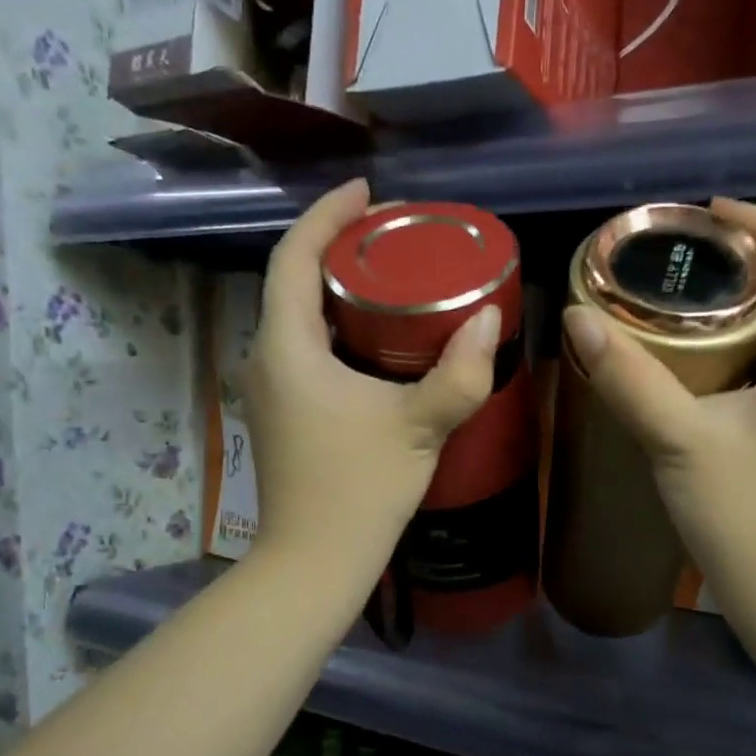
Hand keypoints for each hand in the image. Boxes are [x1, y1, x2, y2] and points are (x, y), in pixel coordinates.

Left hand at [245, 178, 502, 587]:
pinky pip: (306, 350)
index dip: (326, 216)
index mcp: (286, 348)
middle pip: (293, 282)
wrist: (314, 562)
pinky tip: (379, 340)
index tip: (366, 192)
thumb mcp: (419, 426)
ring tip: (392, 279)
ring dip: (338, 292)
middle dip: (337, 250)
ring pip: (299, 319)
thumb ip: (459, 372)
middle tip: (393, 238)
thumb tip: (489, 319)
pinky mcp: (283, 415)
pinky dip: (338, 329)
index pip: (293, 256)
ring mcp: (269, 390)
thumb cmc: (359, 489)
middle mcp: (266, 359)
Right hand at [560, 197, 755, 618]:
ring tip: (683, 292)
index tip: (708, 211)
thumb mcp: (681, 441)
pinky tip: (696, 356)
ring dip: (744, 303)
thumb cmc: (746, 518)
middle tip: (683, 254)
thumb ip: (630, 378)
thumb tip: (577, 316)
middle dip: (748, 261)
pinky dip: (741, 343)